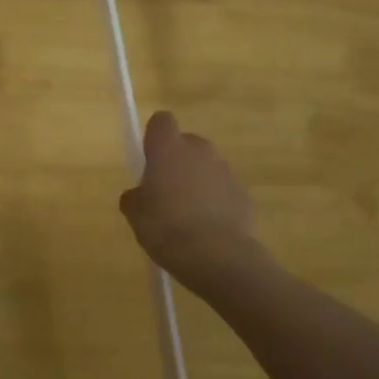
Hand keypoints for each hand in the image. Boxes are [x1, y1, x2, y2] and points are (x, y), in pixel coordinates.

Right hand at [119, 111, 260, 289]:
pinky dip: (216, 202)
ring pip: (206, 168)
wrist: (219, 257)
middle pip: (186, 144)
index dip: (154, 137)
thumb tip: (140, 194)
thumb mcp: (136, 216)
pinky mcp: (244, 193)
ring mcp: (225, 170)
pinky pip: (223, 190)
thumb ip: (135, 197)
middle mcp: (200, 151)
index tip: (149, 160)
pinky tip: (208, 230)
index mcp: (169, 149)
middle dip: (177, 162)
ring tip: (188, 218)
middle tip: (165, 194)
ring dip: (197, 183)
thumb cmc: (167, 229)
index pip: (161, 121)